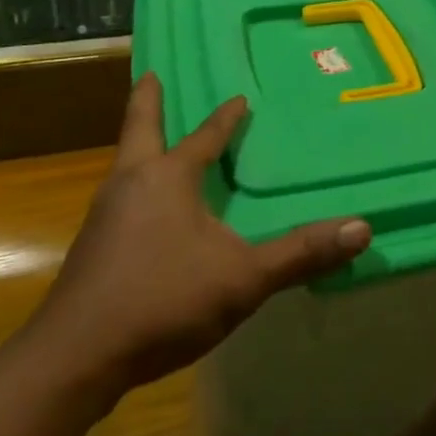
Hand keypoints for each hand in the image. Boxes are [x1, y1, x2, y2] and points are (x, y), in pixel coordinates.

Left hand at [22, 73, 371, 413]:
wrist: (72, 362)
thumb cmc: (161, 301)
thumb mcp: (242, 278)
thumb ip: (300, 253)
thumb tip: (362, 228)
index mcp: (167, 177)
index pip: (204, 136)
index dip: (225, 118)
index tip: (238, 97)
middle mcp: (131, 184)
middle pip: (139, 129)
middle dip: (146, 101)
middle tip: (150, 73)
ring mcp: (104, 216)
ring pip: (125, 164)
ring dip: (140, 144)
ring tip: (154, 140)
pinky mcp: (91, 249)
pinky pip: (119, 198)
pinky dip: (134, 184)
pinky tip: (145, 211)